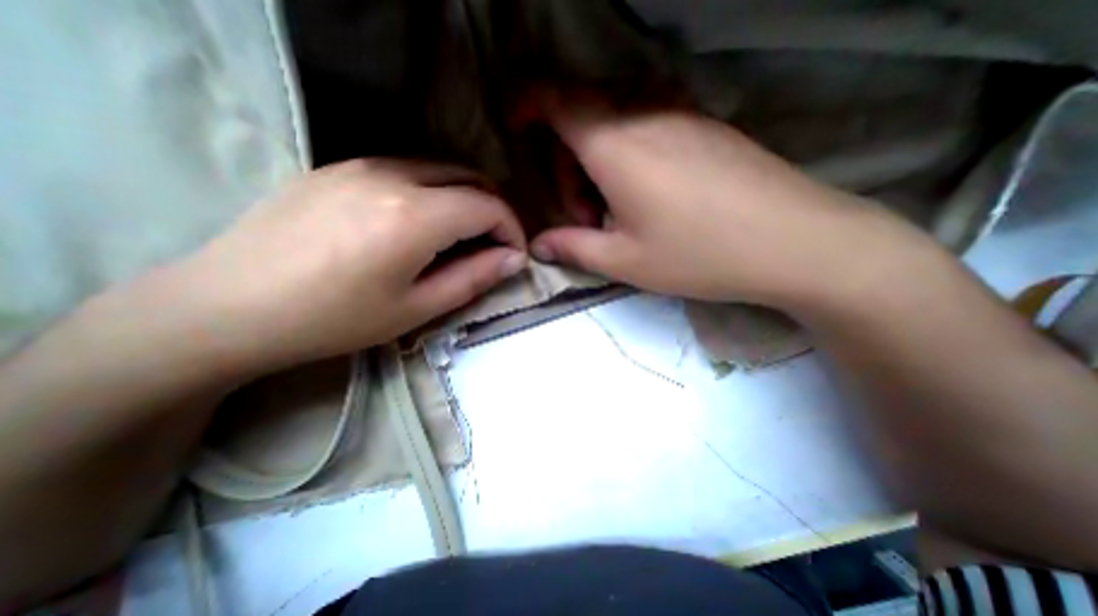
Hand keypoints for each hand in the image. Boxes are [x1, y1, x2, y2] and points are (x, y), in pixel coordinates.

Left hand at [177, 159, 526, 369]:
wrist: (228, 306)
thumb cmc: (335, 319)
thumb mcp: (417, 307)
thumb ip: (474, 277)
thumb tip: (514, 259)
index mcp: (414, 215)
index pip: (488, 206)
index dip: (512, 229)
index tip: (514, 255)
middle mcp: (392, 175)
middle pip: (469, 178)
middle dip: (494, 210)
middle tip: (495, 245)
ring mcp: (361, 164)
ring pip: (440, 169)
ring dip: (465, 198)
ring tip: (462, 236)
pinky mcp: (339, 167)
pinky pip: (407, 170)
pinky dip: (433, 191)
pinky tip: (421, 222)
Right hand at [528, 93, 929, 309]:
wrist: (794, 241)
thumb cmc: (699, 254)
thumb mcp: (624, 260)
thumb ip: (573, 248)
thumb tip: (538, 246)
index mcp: (617, 146)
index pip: (557, 99)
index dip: (528, 103)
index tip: (515, 124)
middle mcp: (646, 115)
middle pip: (583, 117)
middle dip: (568, 163)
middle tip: (585, 216)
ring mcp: (681, 115)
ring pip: (614, 123)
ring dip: (598, 163)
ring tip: (617, 213)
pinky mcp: (705, 126)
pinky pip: (646, 126)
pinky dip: (628, 156)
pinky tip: (647, 197)